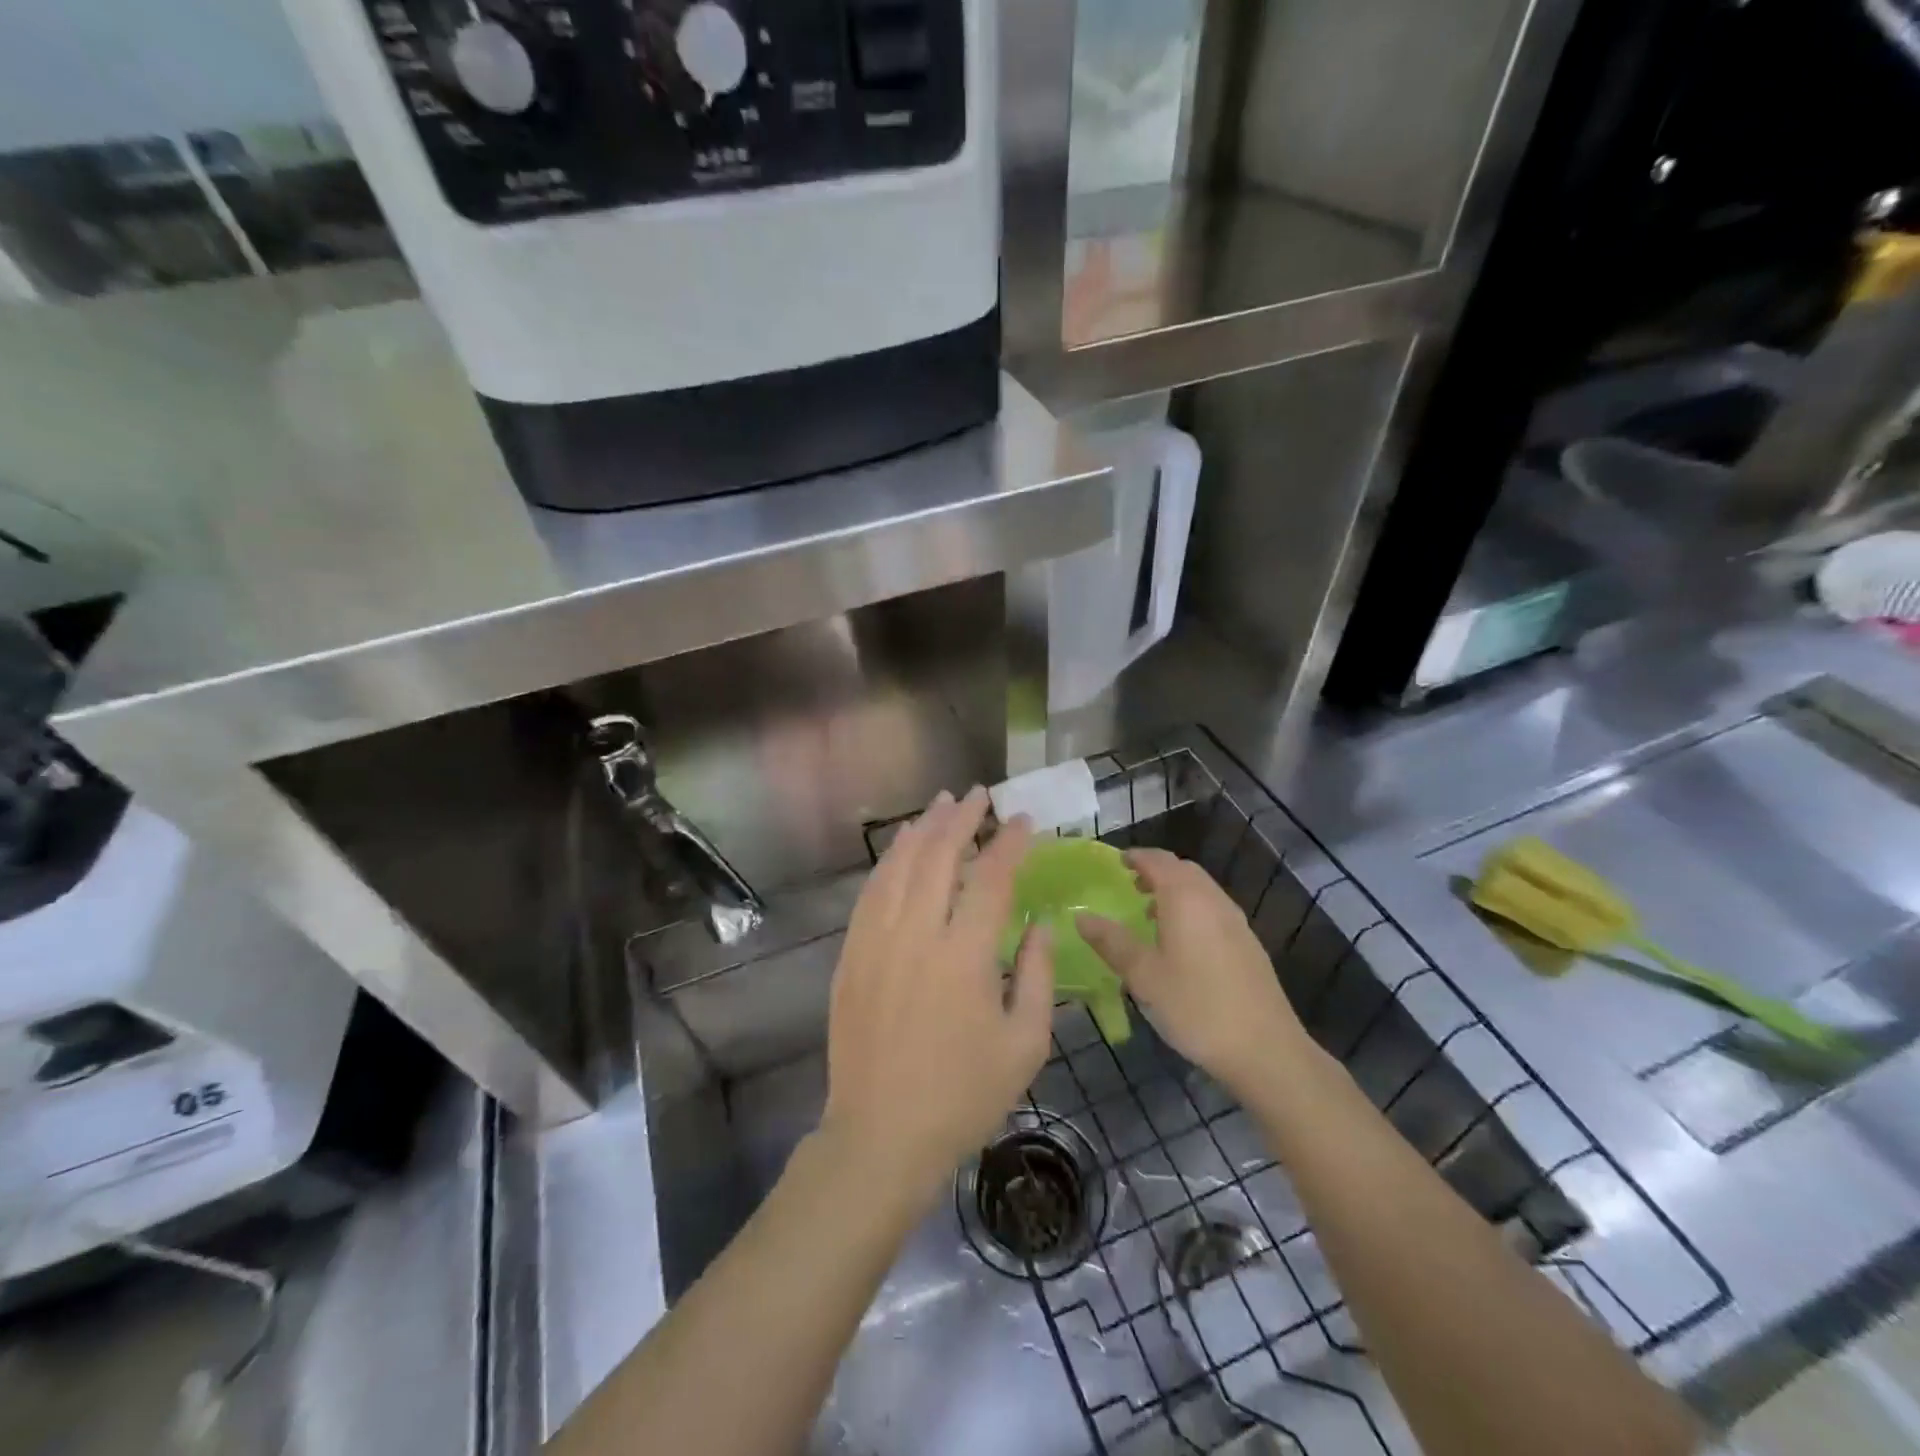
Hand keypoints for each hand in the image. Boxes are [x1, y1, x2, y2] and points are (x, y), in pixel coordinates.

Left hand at [819, 788, 1054, 1205]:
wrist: (881, 1134)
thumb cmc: (963, 1096)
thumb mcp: (1024, 1044)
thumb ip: (1037, 975)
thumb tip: (1039, 923)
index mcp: (964, 955)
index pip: (990, 878)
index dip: (1009, 843)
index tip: (1023, 821)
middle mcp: (916, 934)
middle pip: (938, 856)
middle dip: (962, 819)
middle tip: (979, 795)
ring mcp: (876, 941)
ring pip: (899, 866)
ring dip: (923, 829)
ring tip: (941, 804)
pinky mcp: (852, 954)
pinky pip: (871, 892)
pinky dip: (890, 862)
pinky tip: (901, 848)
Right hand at [1079, 848, 1312, 1097]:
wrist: (1265, 1049)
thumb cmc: (1196, 1007)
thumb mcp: (1143, 976)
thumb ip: (1112, 942)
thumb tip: (1081, 916)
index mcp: (1185, 899)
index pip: (1158, 860)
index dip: (1135, 857)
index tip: (1115, 862)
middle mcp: (1213, 900)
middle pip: (1183, 870)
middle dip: (1155, 870)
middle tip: (1130, 885)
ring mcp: (1235, 921)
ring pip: (1201, 889)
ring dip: (1175, 890)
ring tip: (1150, 913)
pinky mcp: (1248, 944)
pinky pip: (1213, 909)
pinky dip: (1192, 909)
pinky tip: (1181, 943)